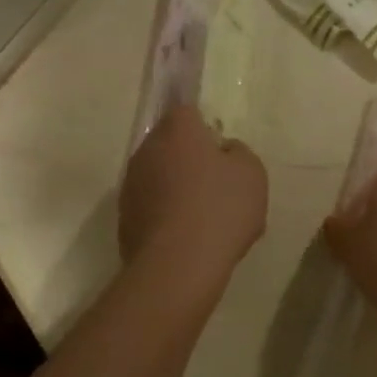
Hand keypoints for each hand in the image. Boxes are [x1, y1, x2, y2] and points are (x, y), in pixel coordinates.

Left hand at [120, 106, 266, 285]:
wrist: (178, 265)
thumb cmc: (220, 209)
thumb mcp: (252, 174)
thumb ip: (239, 152)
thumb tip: (224, 149)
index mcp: (177, 131)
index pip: (186, 111)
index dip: (204, 127)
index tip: (219, 148)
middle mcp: (147, 150)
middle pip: (170, 144)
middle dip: (189, 158)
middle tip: (216, 183)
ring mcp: (131, 184)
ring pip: (158, 176)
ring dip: (175, 187)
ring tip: (202, 216)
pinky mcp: (125, 217)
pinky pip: (151, 205)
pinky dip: (165, 214)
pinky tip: (186, 237)